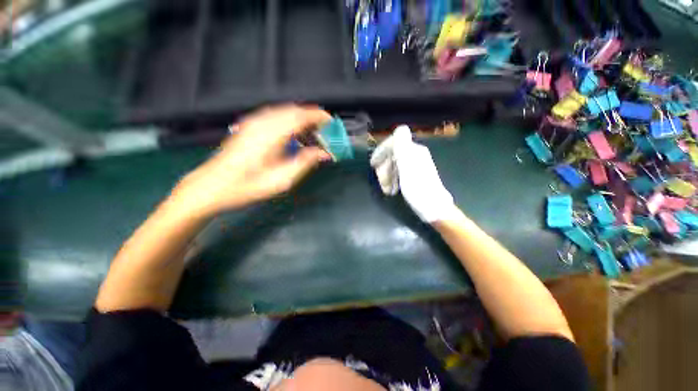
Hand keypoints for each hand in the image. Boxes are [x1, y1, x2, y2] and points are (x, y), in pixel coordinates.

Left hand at [172, 105, 331, 217]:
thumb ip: (305, 162)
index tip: (331, 122)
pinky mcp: (248, 126)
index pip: (301, 116)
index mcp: (272, 134)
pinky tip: (293, 133)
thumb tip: (324, 153)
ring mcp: (253, 122)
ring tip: (312, 132)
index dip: (319, 116)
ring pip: (284, 111)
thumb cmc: (248, 186)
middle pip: (293, 110)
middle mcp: (262, 123)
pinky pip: (274, 115)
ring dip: (301, 118)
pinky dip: (289, 120)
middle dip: (312, 117)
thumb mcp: (282, 180)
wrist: (213, 186)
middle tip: (325, 130)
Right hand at [370, 126, 457, 222]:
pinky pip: (398, 173)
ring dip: (387, 177)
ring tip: (387, 190)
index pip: (394, 141)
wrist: (433, 208)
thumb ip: (403, 148)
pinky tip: (392, 190)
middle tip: (382, 184)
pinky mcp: (413, 175)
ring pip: (393, 165)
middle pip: (392, 155)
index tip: (373, 164)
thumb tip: (400, 128)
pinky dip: (392, 181)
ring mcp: (414, 165)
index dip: (381, 151)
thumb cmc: (419, 190)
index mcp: (413, 151)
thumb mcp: (408, 168)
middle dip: (384, 169)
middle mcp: (414, 155)